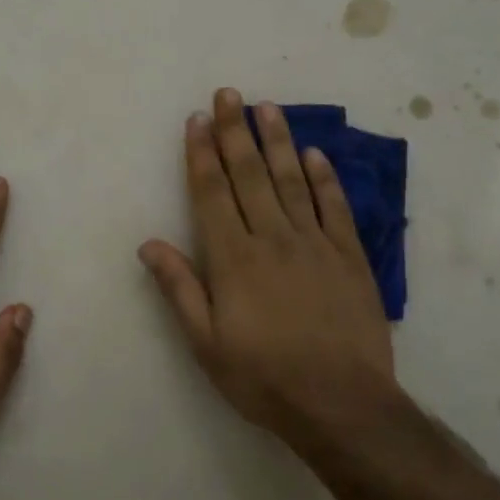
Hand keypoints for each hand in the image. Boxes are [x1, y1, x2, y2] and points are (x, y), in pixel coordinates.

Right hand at [139, 88, 398, 451]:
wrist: (342, 404)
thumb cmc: (264, 378)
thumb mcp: (206, 344)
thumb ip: (179, 289)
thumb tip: (149, 244)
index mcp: (233, 259)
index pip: (213, 193)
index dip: (203, 154)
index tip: (197, 119)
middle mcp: (273, 239)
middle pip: (250, 175)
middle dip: (235, 132)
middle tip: (228, 94)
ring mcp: (315, 244)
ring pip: (292, 181)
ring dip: (277, 141)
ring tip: (267, 107)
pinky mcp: (350, 257)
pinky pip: (335, 208)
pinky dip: (324, 178)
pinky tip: (315, 154)